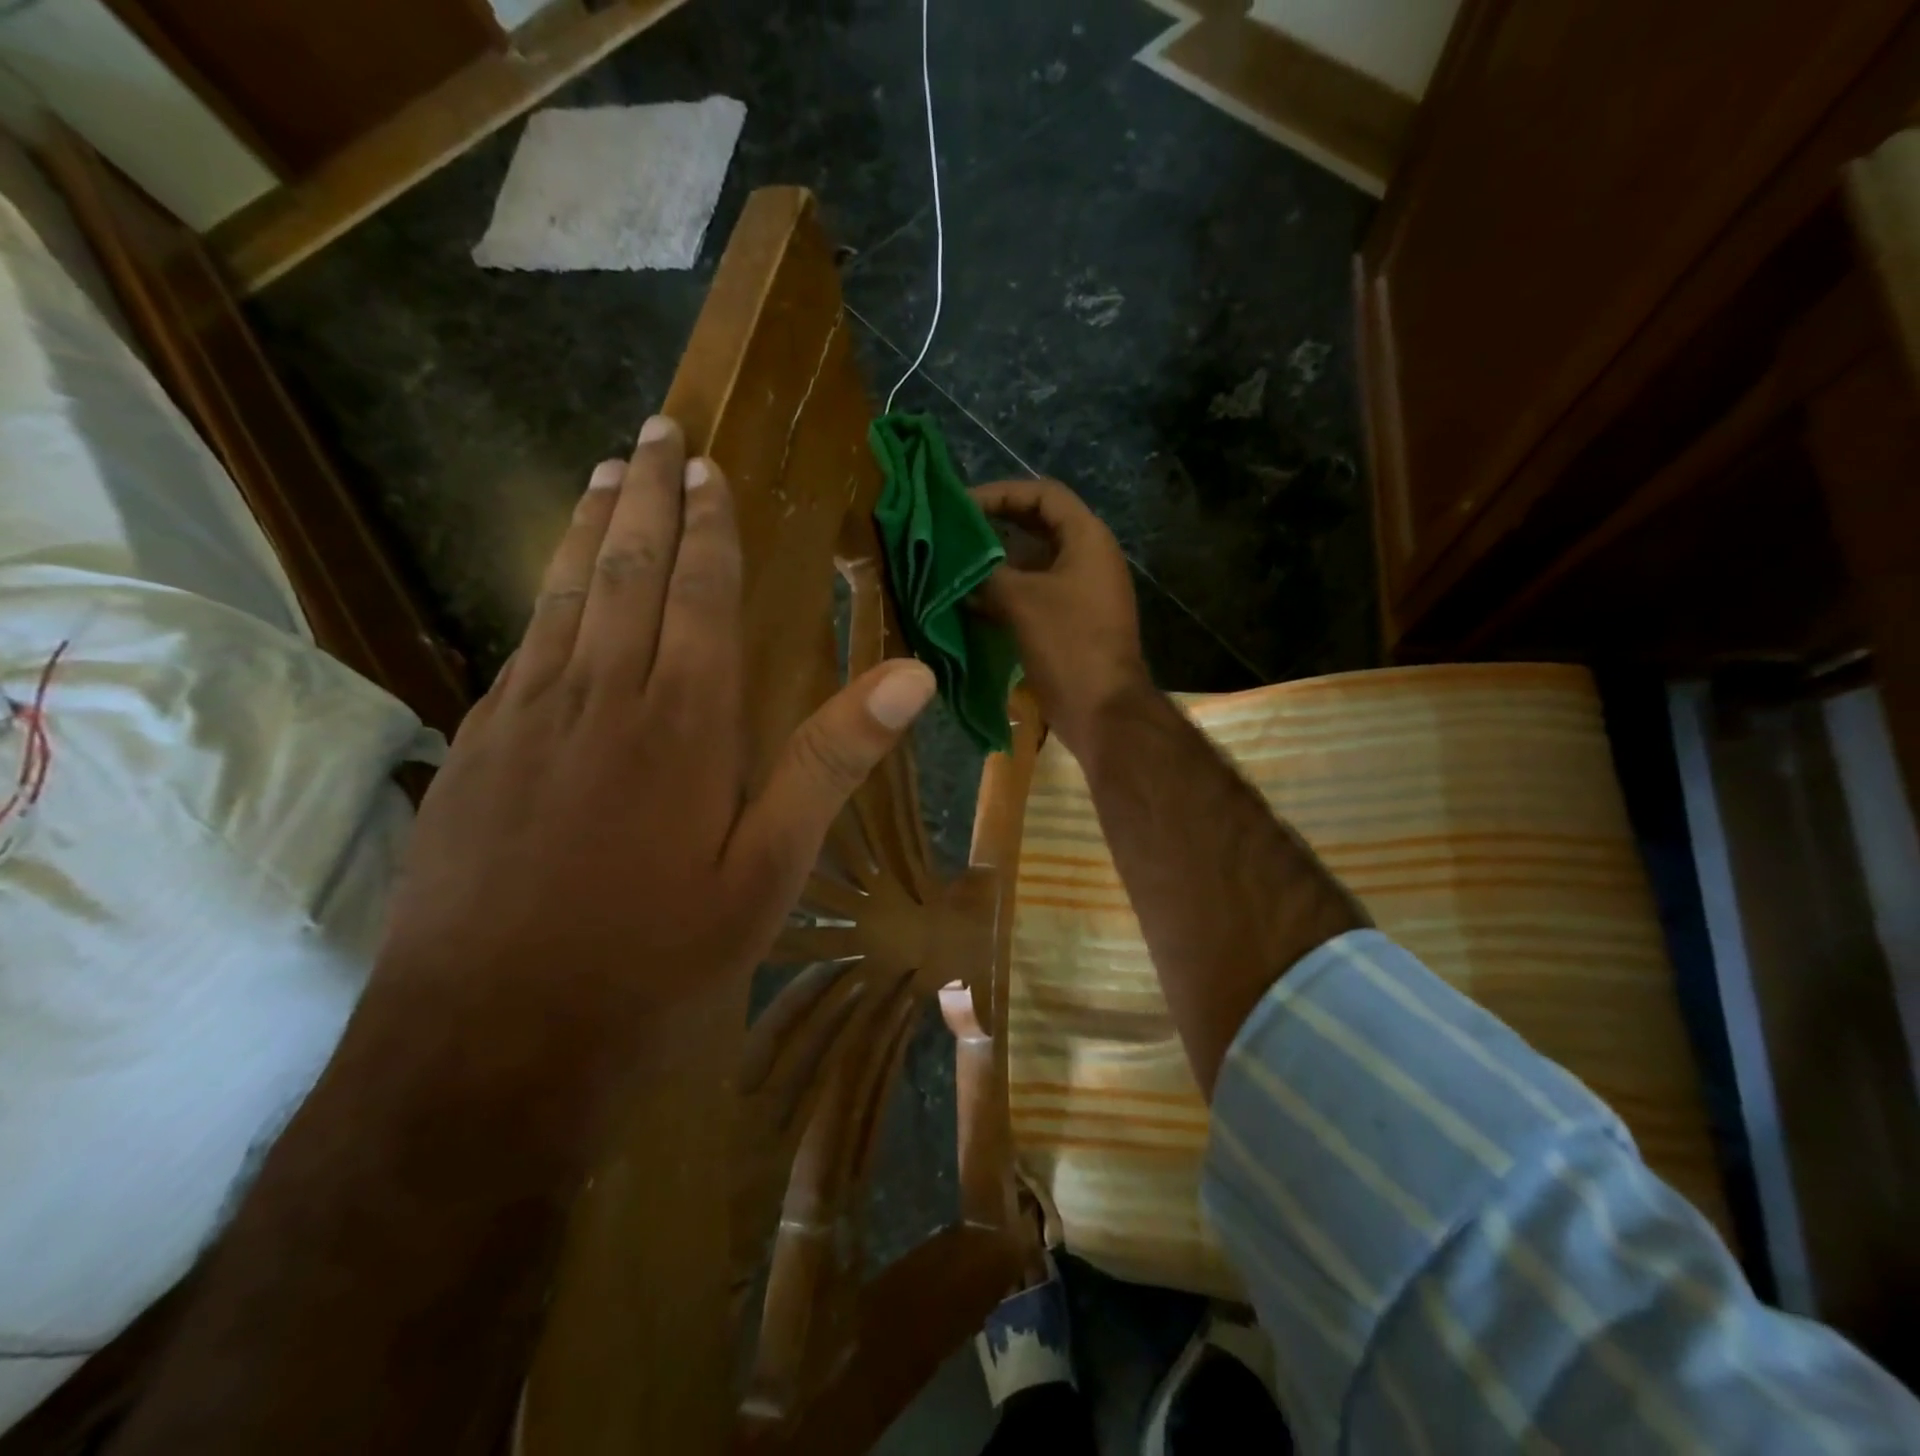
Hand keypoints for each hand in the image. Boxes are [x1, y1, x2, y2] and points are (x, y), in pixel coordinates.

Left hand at [367, 415, 936, 1154]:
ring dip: (585, 528)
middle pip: (623, 571)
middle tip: (654, 432)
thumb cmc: (654, 955)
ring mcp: (524, 720)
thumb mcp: (768, 869)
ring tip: (601, 473)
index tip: (706, 467)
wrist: (491, 1038)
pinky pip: (519, 650)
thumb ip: (831, 760)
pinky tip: (551, 594)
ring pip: (561, 597)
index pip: (698, 593)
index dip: (706, 527)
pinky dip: (543, 599)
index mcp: (682, 721)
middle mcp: (599, 697)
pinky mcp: (475, 753)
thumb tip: (912, 673)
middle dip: (644, 496)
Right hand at [969, 479, 1148, 754]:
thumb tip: (955, 563)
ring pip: (1032, 565)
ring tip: (953, 567)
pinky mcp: (1070, 623)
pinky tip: (968, 603)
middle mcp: (1088, 558)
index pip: (1043, 495)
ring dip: (995, 565)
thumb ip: (985, 573)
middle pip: (1036, 527)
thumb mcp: (1020, 601)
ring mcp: (1080, 593)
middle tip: (951, 533)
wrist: (1102, 709)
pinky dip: (1004, 595)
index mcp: (1087, 539)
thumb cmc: (1067, 644)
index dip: (1001, 492)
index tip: (960, 505)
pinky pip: (1033, 596)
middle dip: (994, 528)